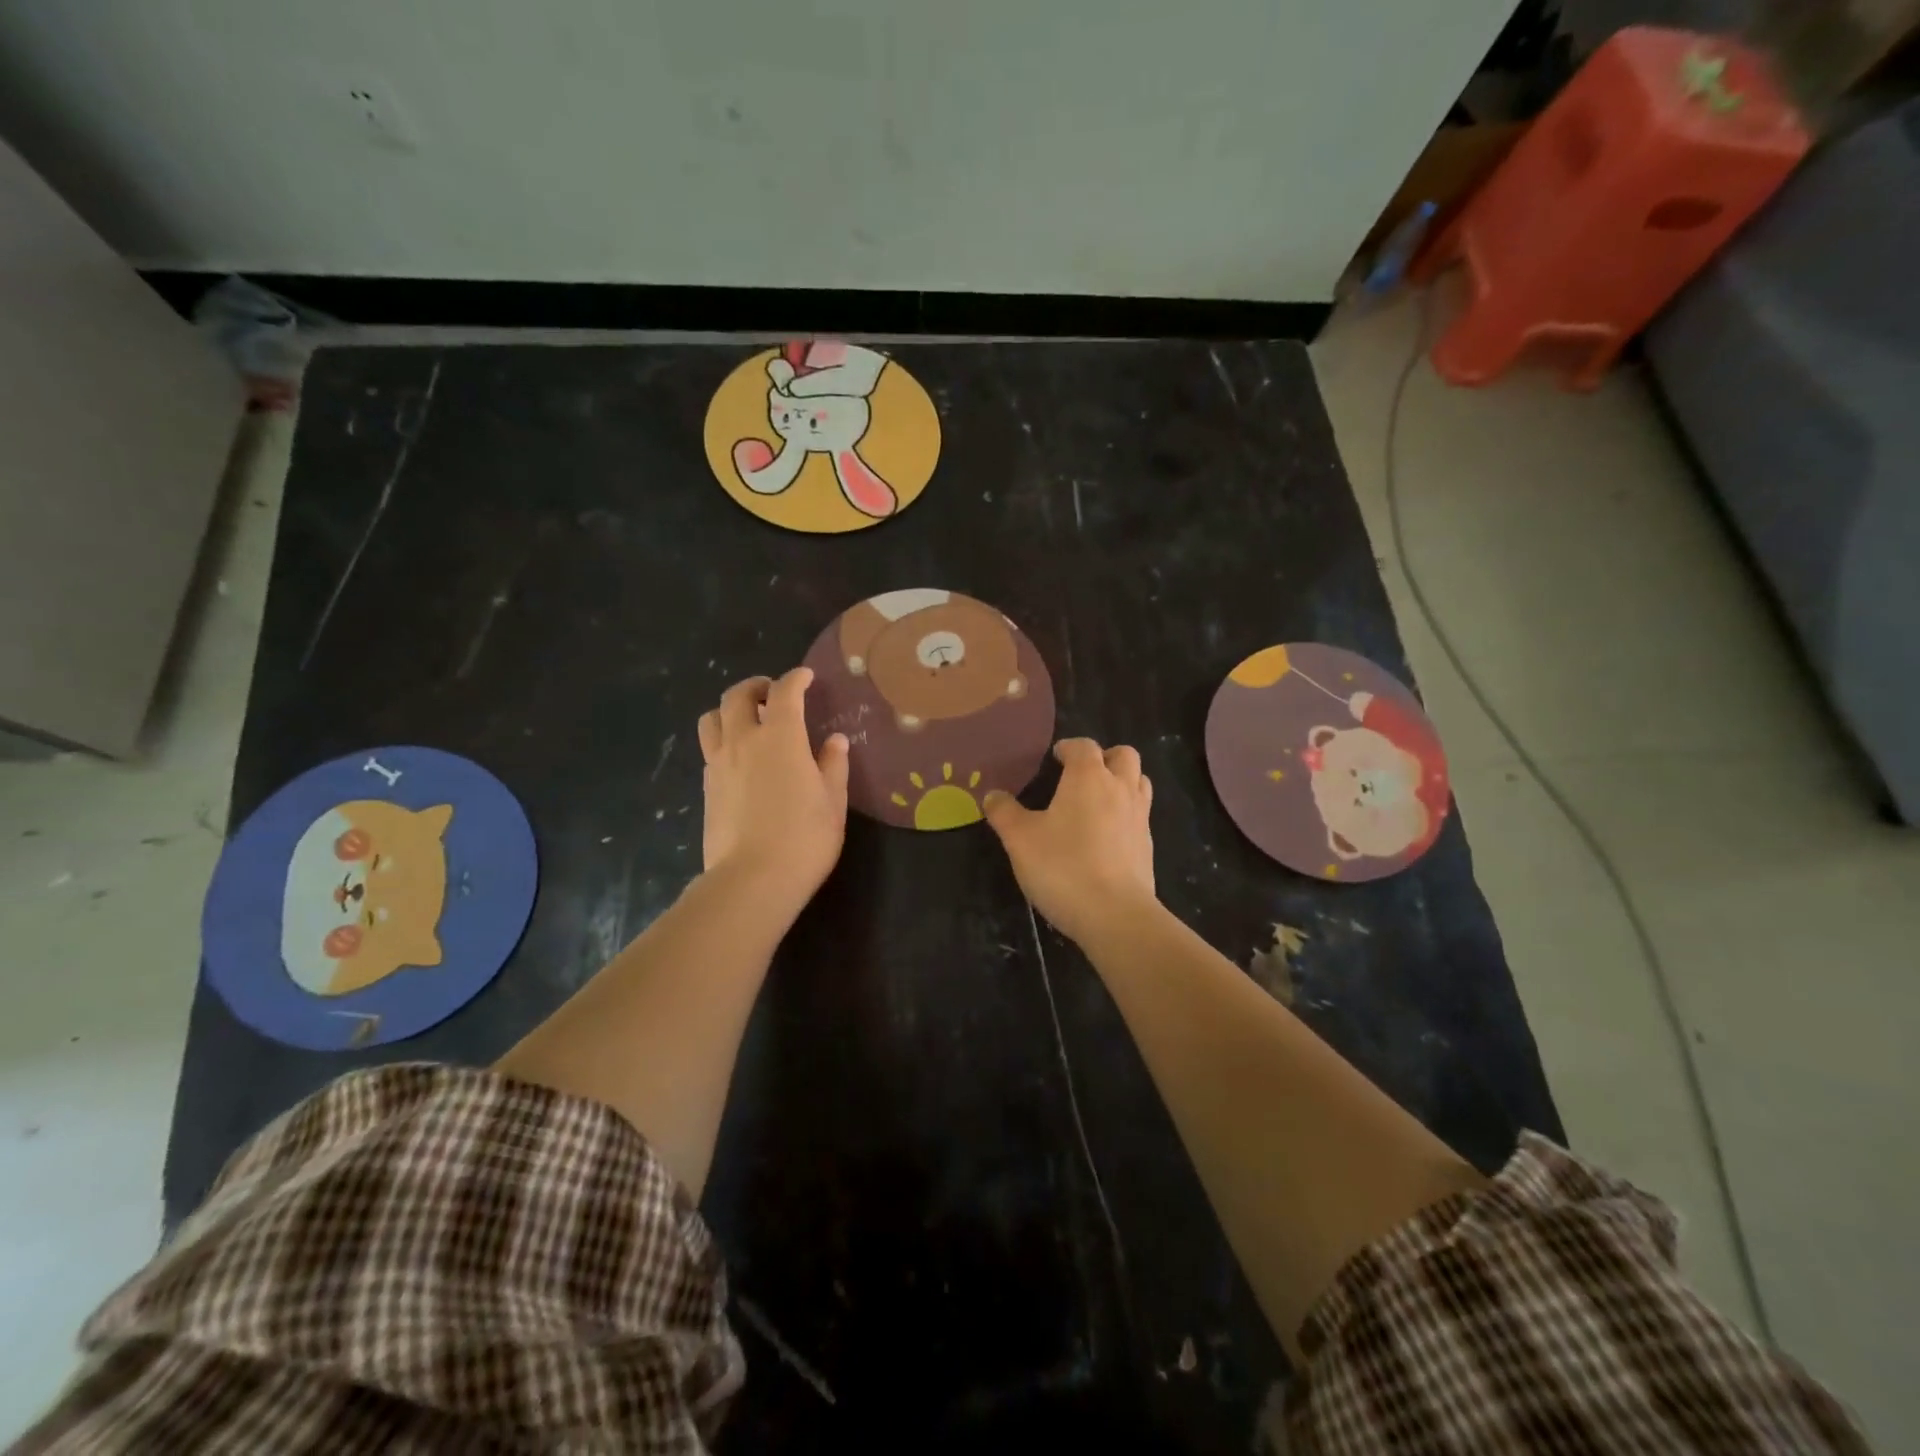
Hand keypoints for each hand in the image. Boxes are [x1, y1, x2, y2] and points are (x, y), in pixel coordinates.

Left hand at [697, 668, 849, 917]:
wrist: (752, 880)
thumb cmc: (804, 838)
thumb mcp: (833, 801)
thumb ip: (832, 765)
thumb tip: (835, 741)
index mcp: (781, 737)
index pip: (784, 692)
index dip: (796, 679)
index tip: (806, 678)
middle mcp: (744, 741)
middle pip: (737, 696)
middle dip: (756, 686)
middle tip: (772, 694)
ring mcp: (719, 764)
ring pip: (712, 718)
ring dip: (729, 710)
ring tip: (748, 722)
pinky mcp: (706, 787)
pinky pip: (710, 749)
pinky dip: (724, 740)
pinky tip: (741, 760)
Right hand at [984, 738, 1156, 944]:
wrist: (1116, 915)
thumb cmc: (1063, 867)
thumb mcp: (1020, 839)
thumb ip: (1004, 813)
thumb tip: (992, 795)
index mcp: (1088, 778)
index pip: (1084, 746)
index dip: (1069, 748)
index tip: (1055, 758)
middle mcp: (1120, 789)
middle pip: (1124, 755)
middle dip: (1104, 757)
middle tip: (1081, 775)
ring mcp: (1140, 818)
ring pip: (1139, 782)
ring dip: (1121, 782)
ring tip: (1097, 800)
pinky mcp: (1148, 846)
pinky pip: (1140, 815)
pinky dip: (1126, 814)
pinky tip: (1105, 836)